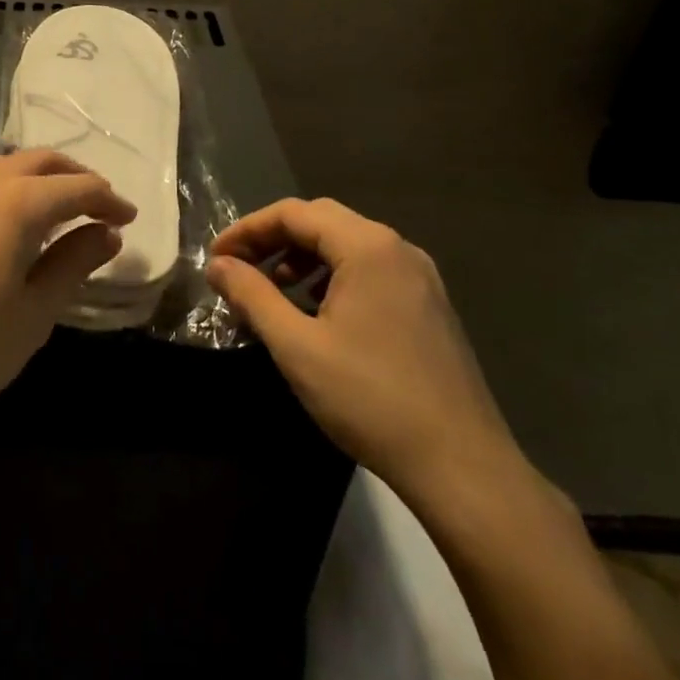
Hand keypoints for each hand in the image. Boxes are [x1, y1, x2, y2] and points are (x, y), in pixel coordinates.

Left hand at [0, 150, 136, 444]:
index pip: (74, 188)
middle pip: (34, 161)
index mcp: (12, 205)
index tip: (128, 218)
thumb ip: (72, 265)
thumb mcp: (32, 315)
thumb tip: (106, 233)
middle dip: (72, 176)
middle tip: (96, 204)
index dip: (106, 199)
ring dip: (30, 180)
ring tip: (50, 212)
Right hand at [208, 198, 520, 508]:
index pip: (293, 213)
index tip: (216, 257)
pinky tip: (318, 312)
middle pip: (322, 220)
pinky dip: (334, 276)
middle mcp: (398, 248)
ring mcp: (420, 276)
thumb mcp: (297, 346)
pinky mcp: (430, 305)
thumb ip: (252, 295)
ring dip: (303, 257)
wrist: (462, 467)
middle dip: (274, 239)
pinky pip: (371, 269)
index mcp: (367, 247)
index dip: (247, 230)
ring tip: (275, 290)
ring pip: (347, 244)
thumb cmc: (370, 399)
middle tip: (240, 268)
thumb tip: (218, 264)